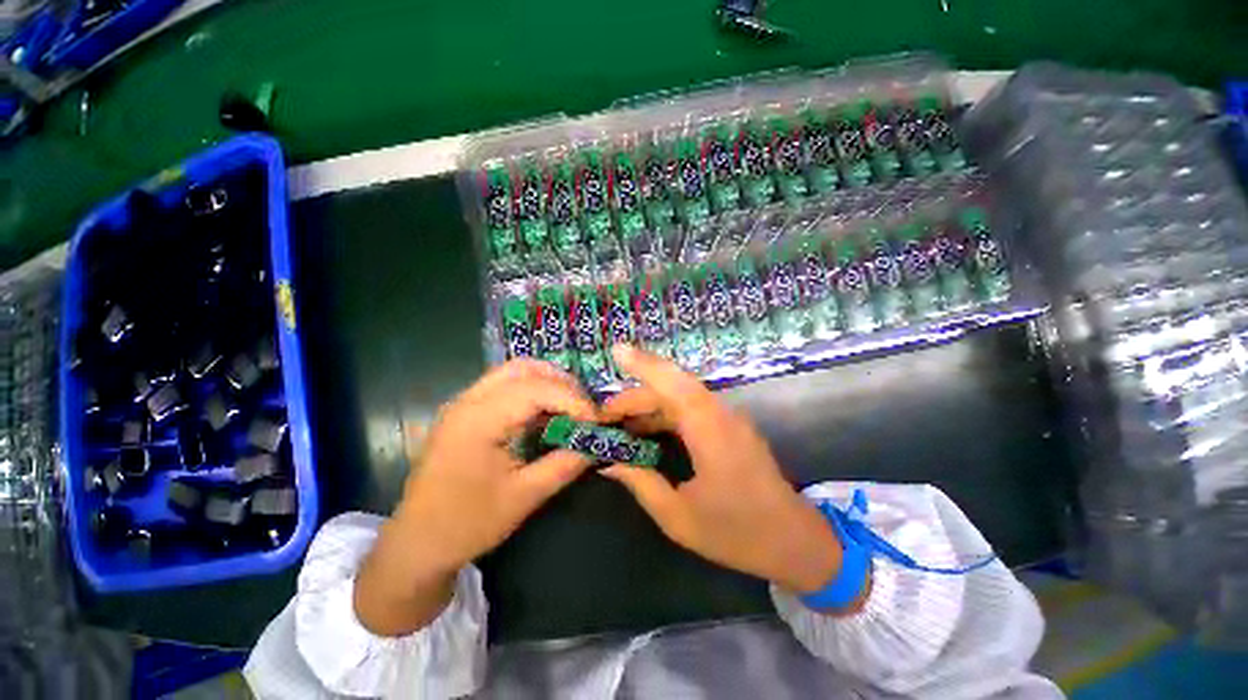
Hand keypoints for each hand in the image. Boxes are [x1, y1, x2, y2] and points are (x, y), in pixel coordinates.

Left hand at [355, 359, 596, 635]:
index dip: (572, 400)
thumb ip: (565, 464)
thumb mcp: (524, 497)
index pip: (536, 389)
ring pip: (513, 372)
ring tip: (569, 408)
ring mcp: (463, 403)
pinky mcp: (464, 412)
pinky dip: (531, 391)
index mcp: (478, 420)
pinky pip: (504, 386)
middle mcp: (468, 400)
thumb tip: (597, 442)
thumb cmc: (467, 524)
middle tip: (583, 409)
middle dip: (561, 383)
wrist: (416, 544)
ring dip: (546, 383)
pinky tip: (545, 413)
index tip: (595, 420)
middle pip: (524, 369)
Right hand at [600, 345, 845, 596]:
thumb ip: (641, 483)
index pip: (673, 384)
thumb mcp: (678, 516)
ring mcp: (727, 418)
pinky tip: (646, 430)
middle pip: (672, 388)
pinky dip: (664, 413)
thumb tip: (608, 462)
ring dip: (648, 404)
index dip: (643, 364)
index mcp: (710, 431)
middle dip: (635, 396)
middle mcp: (720, 414)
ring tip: (618, 423)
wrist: (794, 542)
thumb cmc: (736, 533)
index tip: (616, 351)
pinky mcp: (729, 427)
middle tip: (604, 416)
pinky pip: (691, 408)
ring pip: (680, 396)